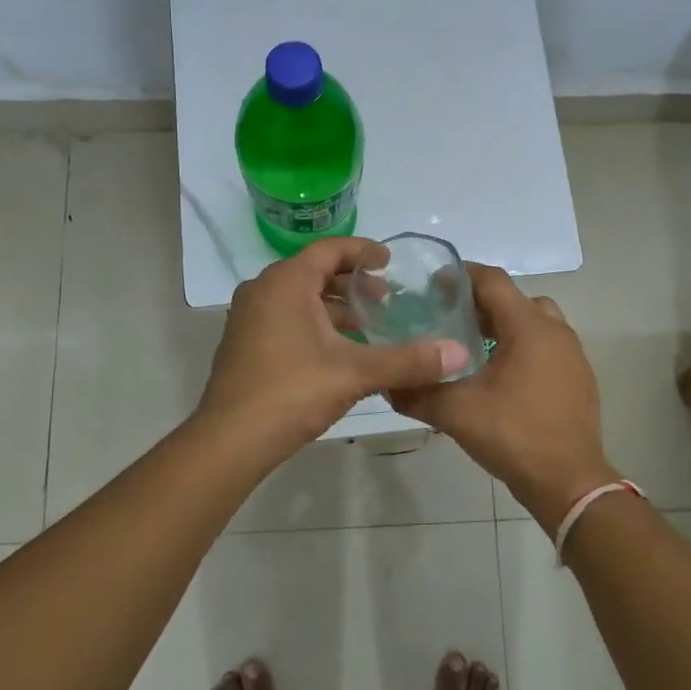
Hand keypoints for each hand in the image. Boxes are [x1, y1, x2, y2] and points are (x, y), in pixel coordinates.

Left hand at [197, 238, 470, 456]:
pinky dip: (314, 324)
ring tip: (368, 326)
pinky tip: (338, 351)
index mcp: (286, 282)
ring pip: (299, 298)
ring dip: (334, 307)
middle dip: (352, 283)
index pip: (330, 249)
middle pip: (314, 272)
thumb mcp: (356, 373)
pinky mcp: (244, 343)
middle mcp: (263, 290)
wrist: (231, 439)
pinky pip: (285, 318)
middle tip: (385, 299)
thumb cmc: (292, 391)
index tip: (389, 262)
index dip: (363, 251)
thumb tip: (459, 353)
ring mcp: (249, 317)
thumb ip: (408, 361)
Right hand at [390, 265, 611, 534]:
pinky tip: (499, 375)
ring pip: (534, 321)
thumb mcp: (456, 413)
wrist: (570, 483)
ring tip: (473, 346)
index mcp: (528, 327)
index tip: (432, 285)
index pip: (492, 281)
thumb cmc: (514, 436)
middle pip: (514, 298)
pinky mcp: (578, 377)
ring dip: (505, 325)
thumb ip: (417, 394)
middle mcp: (555, 331)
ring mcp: (572, 354)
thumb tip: (387, 385)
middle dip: (481, 302)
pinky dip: (522, 347)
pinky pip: (547, 346)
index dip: (461, 276)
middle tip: (449, 317)